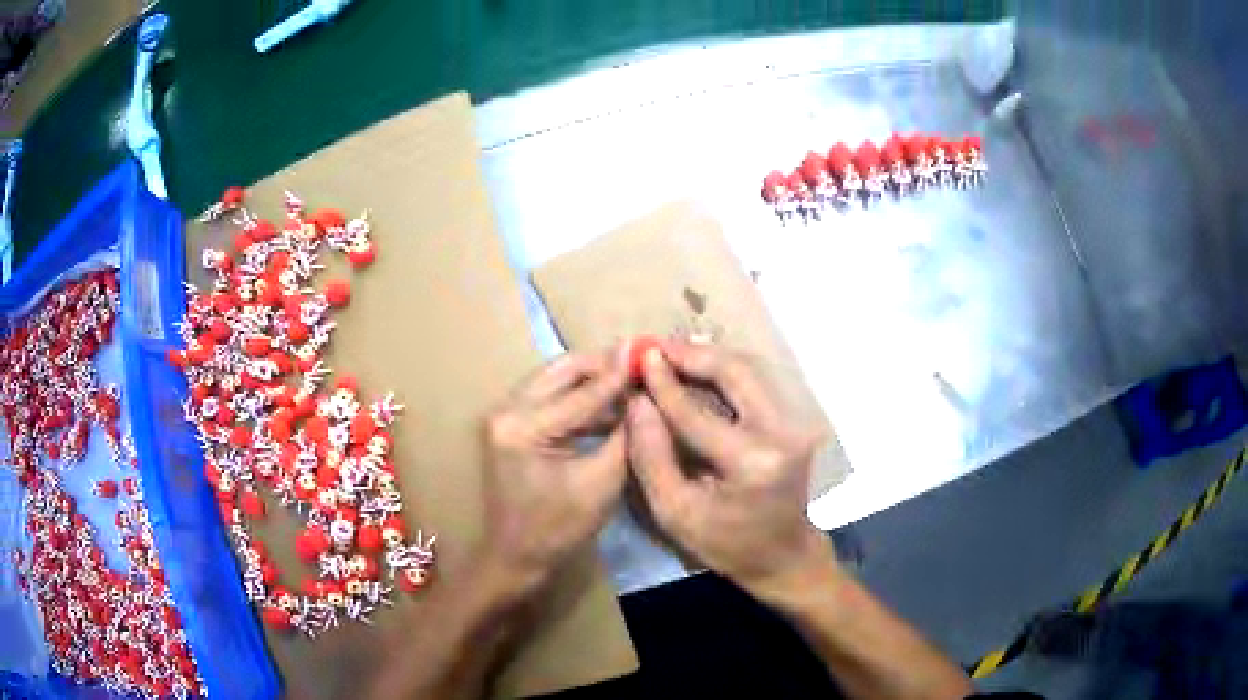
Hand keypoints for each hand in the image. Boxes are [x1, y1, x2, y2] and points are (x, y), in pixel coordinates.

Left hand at [479, 350, 629, 594]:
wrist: (516, 556)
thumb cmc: (559, 528)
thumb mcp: (601, 482)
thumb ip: (625, 433)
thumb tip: (644, 393)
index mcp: (522, 426)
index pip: (582, 392)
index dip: (621, 374)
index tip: (652, 352)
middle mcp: (506, 409)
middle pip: (563, 369)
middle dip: (604, 365)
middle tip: (642, 365)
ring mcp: (504, 414)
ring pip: (556, 379)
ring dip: (593, 379)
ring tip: (632, 383)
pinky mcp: (510, 423)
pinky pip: (550, 397)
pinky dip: (579, 398)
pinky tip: (611, 404)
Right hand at [626, 340, 828, 594]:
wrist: (787, 556)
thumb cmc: (729, 546)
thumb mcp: (676, 515)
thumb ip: (652, 457)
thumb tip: (637, 402)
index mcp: (752, 463)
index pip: (698, 412)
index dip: (664, 382)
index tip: (638, 356)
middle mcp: (781, 432)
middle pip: (735, 372)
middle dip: (692, 354)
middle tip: (655, 346)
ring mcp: (795, 423)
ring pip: (750, 370)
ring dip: (709, 357)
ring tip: (672, 354)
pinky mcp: (796, 421)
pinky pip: (757, 383)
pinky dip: (725, 371)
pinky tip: (699, 370)